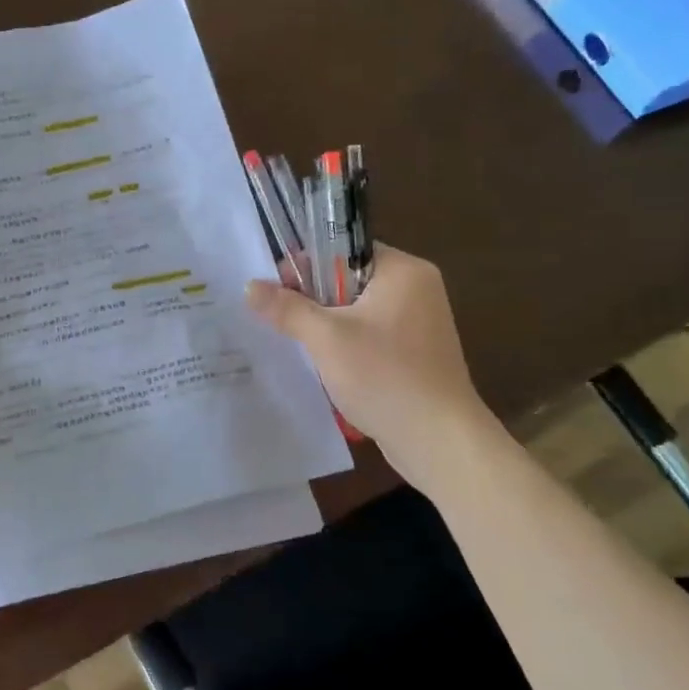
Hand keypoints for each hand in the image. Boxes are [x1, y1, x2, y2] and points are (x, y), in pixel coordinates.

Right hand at [245, 243, 493, 481]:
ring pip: (356, 310)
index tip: (278, 291)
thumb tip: (250, 286)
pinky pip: (370, 335)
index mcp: (403, 271)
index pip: (344, 249)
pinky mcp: (415, 353)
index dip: (306, 265)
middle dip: (312, 299)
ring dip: (326, 326)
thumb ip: (287, 309)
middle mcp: (416, 289)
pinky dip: (345, 345)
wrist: (439, 440)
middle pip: (348, 279)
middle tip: (282, 321)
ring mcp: (419, 323)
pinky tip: (324, 365)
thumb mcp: (326, 339)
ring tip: (297, 344)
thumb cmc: (385, 377)